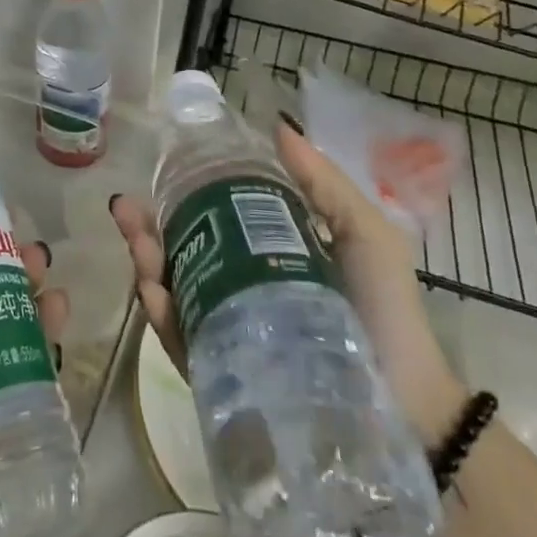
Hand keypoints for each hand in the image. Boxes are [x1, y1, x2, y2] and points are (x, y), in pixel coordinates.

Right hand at [109, 113, 467, 442]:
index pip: (210, 219)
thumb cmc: (386, 312)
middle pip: (180, 253)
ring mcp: (227, 333)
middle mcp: (237, 289)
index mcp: (263, 255)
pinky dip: (163, 318)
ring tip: (140, 247)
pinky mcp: (224, 377)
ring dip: (147, 266)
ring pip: (174, 293)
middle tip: (127, 210)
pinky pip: (184, 344)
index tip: (158, 174)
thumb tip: (279, 127)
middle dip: (146, 229)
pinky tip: (154, 293)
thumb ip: (325, 184)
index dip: (180, 195)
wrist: (409, 409)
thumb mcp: (365, 234)